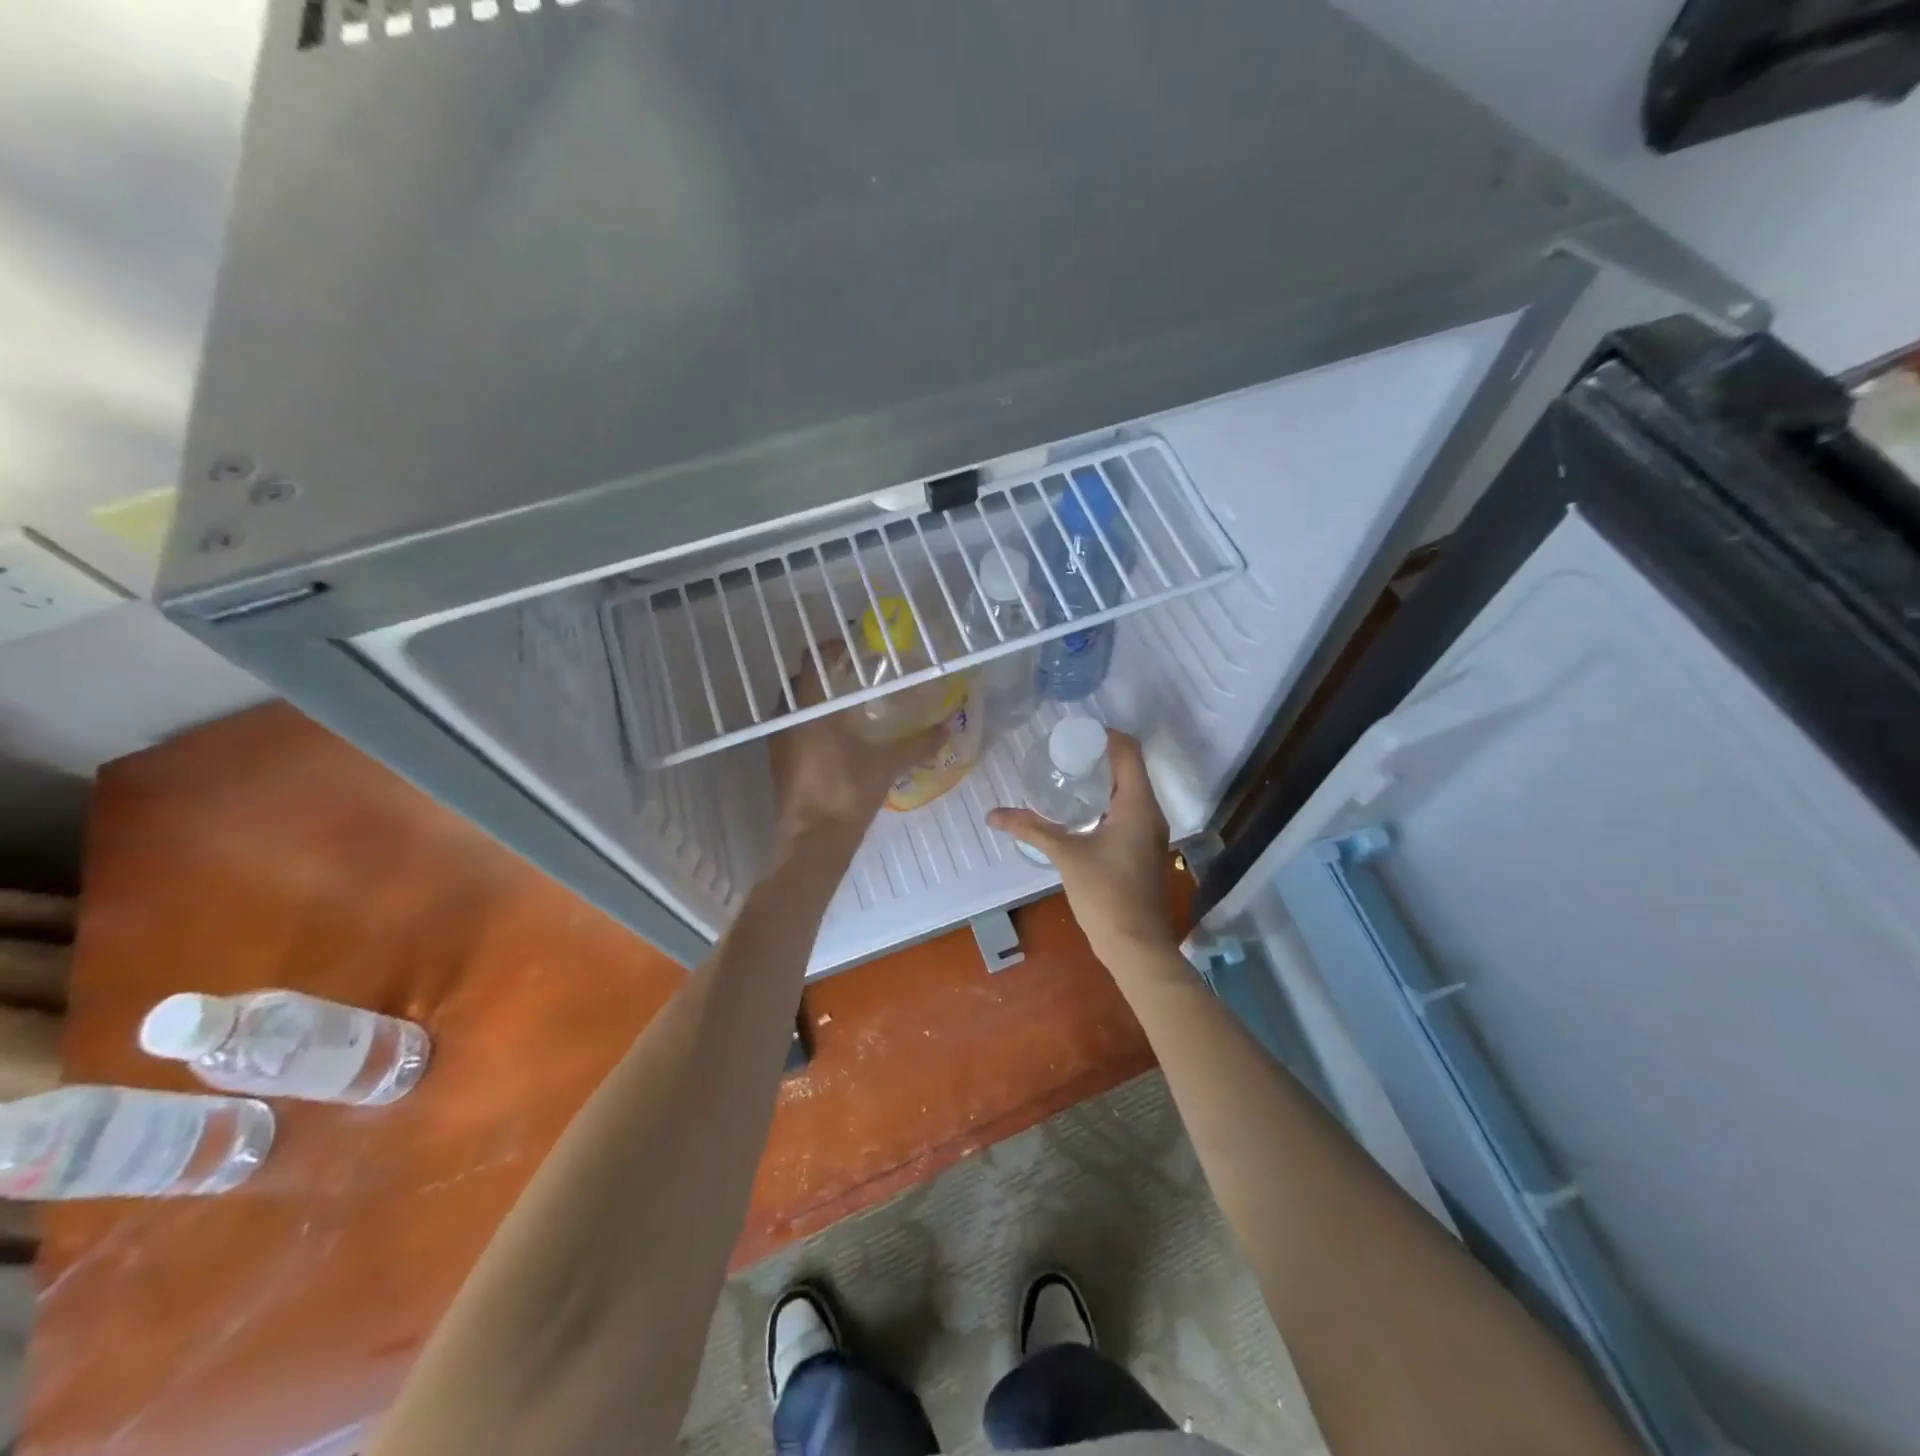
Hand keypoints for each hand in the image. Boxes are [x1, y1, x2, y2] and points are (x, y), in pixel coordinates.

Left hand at [769, 651, 945, 850]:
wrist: (814, 840)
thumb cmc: (848, 792)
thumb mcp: (888, 764)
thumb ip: (918, 744)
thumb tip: (948, 728)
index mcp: (811, 709)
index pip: (813, 660)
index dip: (830, 648)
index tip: (851, 647)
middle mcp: (787, 718)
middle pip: (799, 680)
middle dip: (822, 673)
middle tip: (850, 674)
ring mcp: (778, 742)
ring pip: (791, 706)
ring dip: (812, 698)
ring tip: (842, 704)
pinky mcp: (777, 763)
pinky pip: (789, 729)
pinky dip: (806, 723)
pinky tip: (832, 737)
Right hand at [988, 730, 1176, 962]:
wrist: (1135, 943)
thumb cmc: (1105, 894)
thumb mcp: (1065, 855)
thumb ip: (1031, 828)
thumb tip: (993, 814)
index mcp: (1137, 805)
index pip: (1129, 751)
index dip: (1104, 735)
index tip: (1073, 734)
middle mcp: (1150, 812)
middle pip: (1130, 767)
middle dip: (1099, 754)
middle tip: (1063, 752)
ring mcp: (1150, 831)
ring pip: (1130, 789)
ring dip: (1103, 777)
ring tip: (1067, 774)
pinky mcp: (1143, 847)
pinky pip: (1128, 809)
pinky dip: (1107, 799)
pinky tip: (1079, 810)